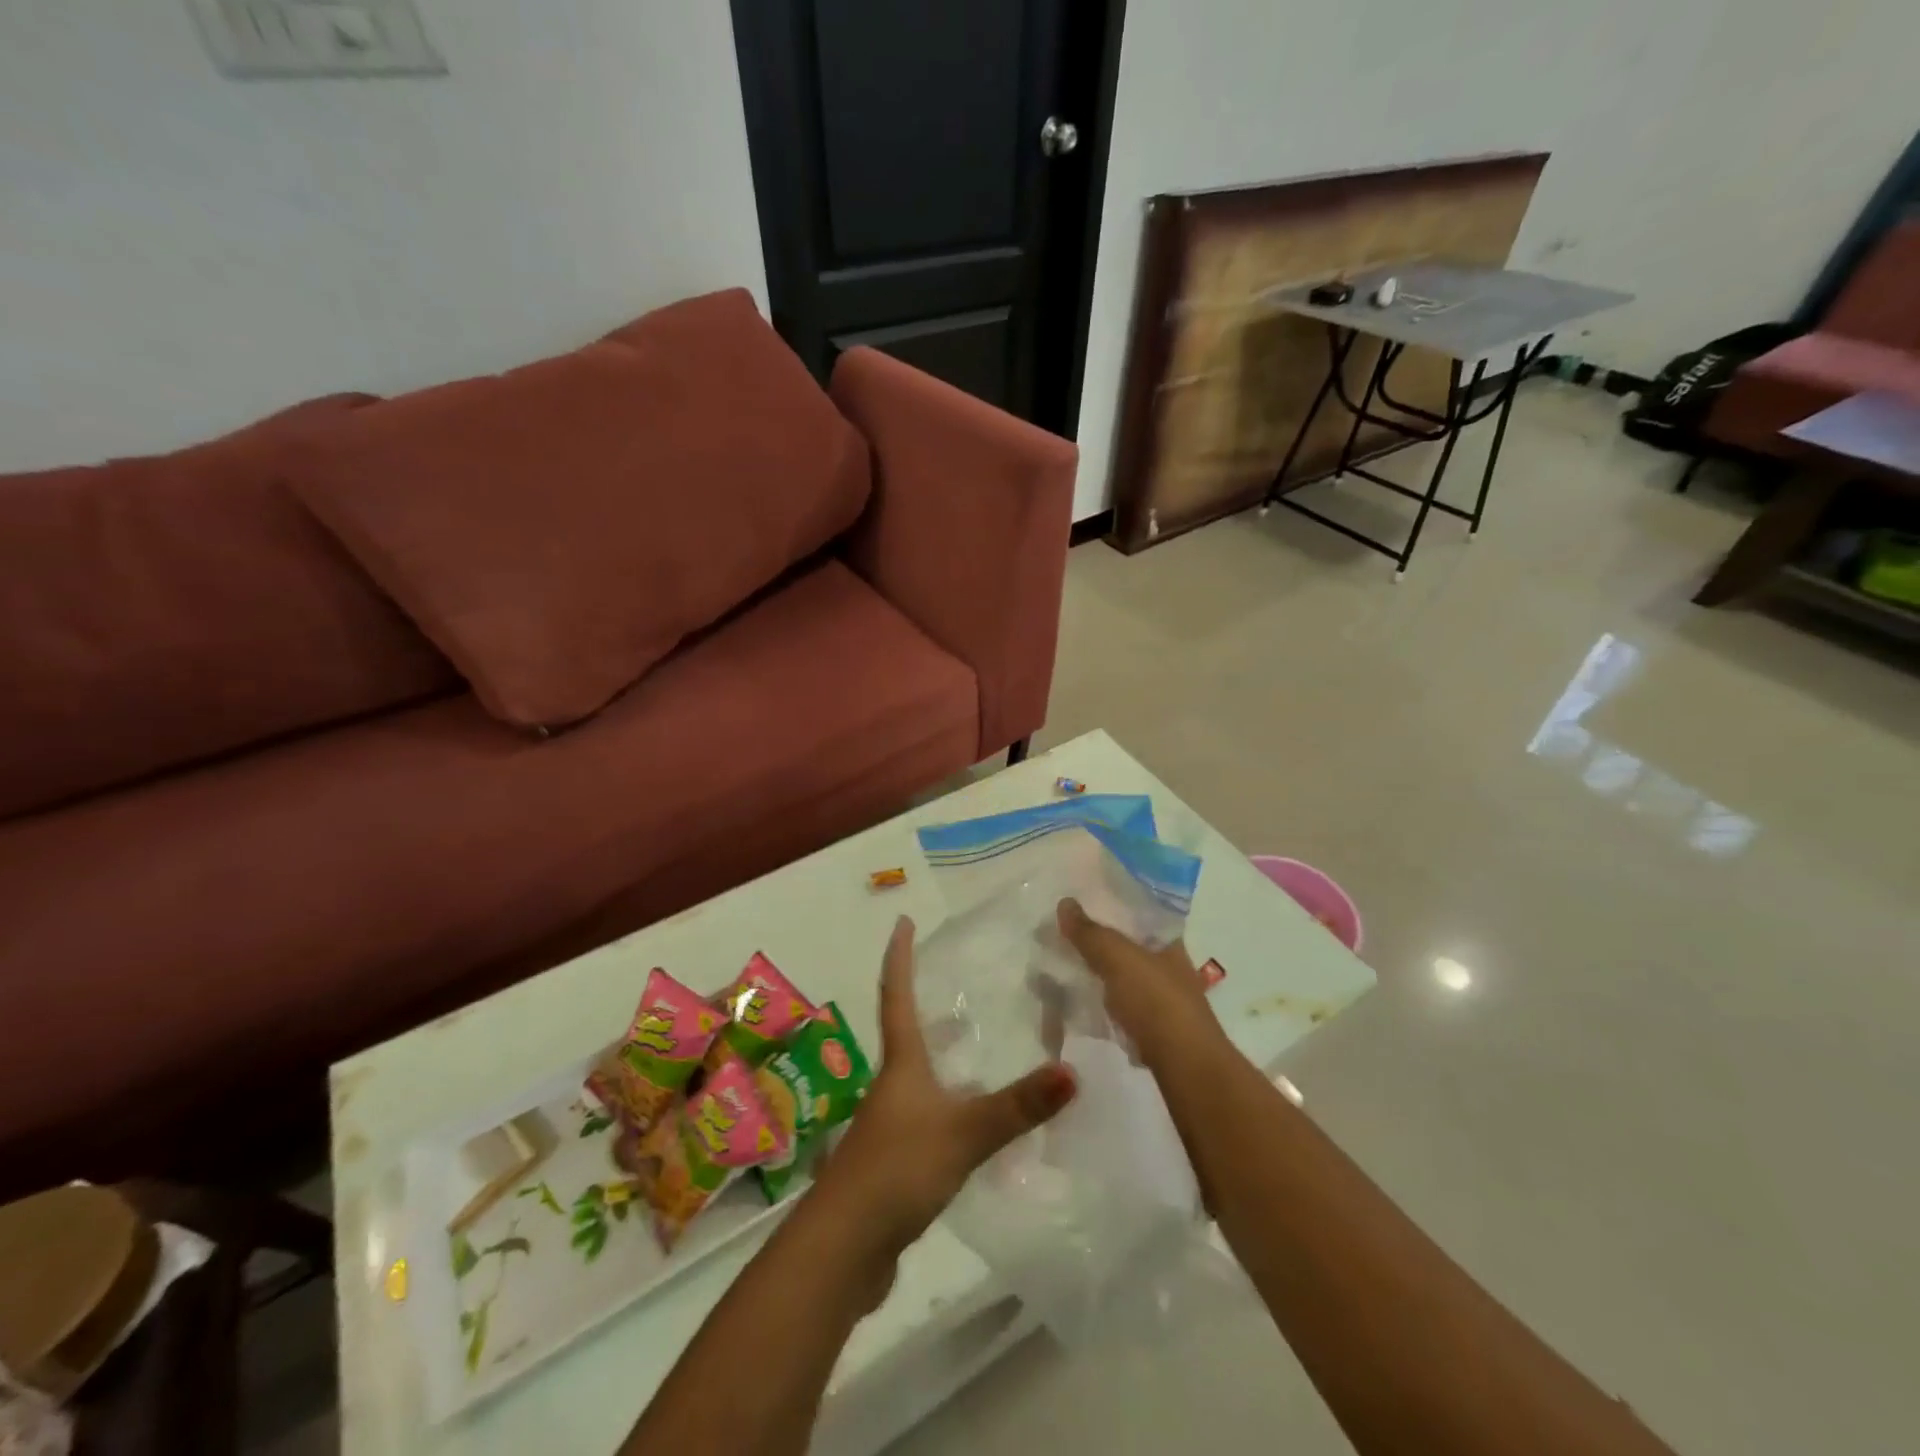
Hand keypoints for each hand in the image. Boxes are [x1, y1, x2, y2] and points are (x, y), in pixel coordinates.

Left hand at [815, 916, 1076, 1258]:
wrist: (844, 1248)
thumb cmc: (898, 1170)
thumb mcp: (964, 1133)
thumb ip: (1017, 1106)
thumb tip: (1073, 1071)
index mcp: (901, 1064)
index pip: (897, 995)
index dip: (900, 956)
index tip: (902, 921)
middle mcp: (892, 1085)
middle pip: (905, 1030)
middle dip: (921, 999)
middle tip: (949, 975)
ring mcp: (891, 1123)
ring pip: (917, 1073)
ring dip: (937, 1050)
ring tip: (970, 1037)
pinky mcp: (896, 1160)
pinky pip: (927, 1113)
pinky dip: (947, 1099)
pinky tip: (971, 1114)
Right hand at [1056, 898, 1223, 1066]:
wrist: (1183, 1064)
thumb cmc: (1156, 1000)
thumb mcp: (1118, 957)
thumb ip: (1091, 933)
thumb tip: (1065, 902)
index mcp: (1170, 942)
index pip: (1140, 915)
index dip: (1113, 908)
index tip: (1081, 906)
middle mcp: (1170, 967)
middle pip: (1129, 946)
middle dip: (1098, 942)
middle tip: (1062, 935)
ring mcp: (1163, 1000)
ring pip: (1122, 977)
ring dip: (1097, 973)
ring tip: (1063, 967)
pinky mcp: (1151, 1029)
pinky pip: (1119, 1006)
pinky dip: (1100, 1002)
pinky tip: (1078, 1001)